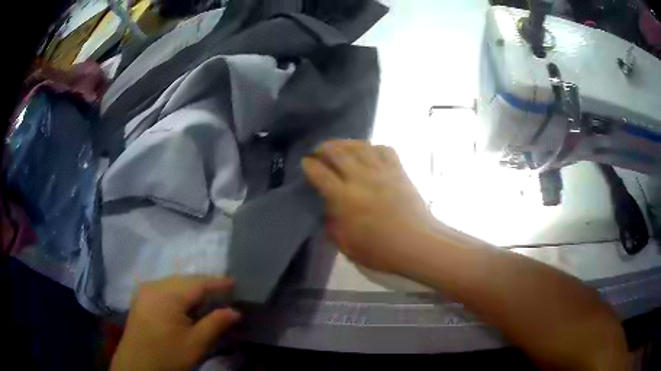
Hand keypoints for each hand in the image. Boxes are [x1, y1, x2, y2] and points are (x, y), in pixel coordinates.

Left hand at [110, 276, 240, 370]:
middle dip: (204, 284)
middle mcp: (153, 286)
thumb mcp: (195, 344)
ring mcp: (144, 291)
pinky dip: (178, 293)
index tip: (235, 282)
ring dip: (191, 289)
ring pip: (173, 282)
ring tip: (208, 297)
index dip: (217, 282)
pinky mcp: (140, 298)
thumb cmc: (168, 357)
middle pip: (184, 280)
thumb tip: (235, 312)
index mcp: (166, 296)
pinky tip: (185, 303)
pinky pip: (163, 288)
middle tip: (224, 291)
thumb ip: (215, 324)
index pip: (197, 283)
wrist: (137, 366)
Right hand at [302, 140, 434, 273]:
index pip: (320, 173)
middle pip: (337, 152)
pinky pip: (384, 149)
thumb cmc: (380, 250)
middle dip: (324, 148)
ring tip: (340, 146)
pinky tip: (369, 153)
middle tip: (319, 151)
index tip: (305, 163)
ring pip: (359, 146)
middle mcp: (360, 177)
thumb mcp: (346, 244)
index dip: (309, 165)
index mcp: (343, 197)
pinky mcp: (398, 170)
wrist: (416, 243)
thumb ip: (333, 224)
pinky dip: (373, 147)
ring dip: (345, 143)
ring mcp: (381, 171)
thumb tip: (330, 209)